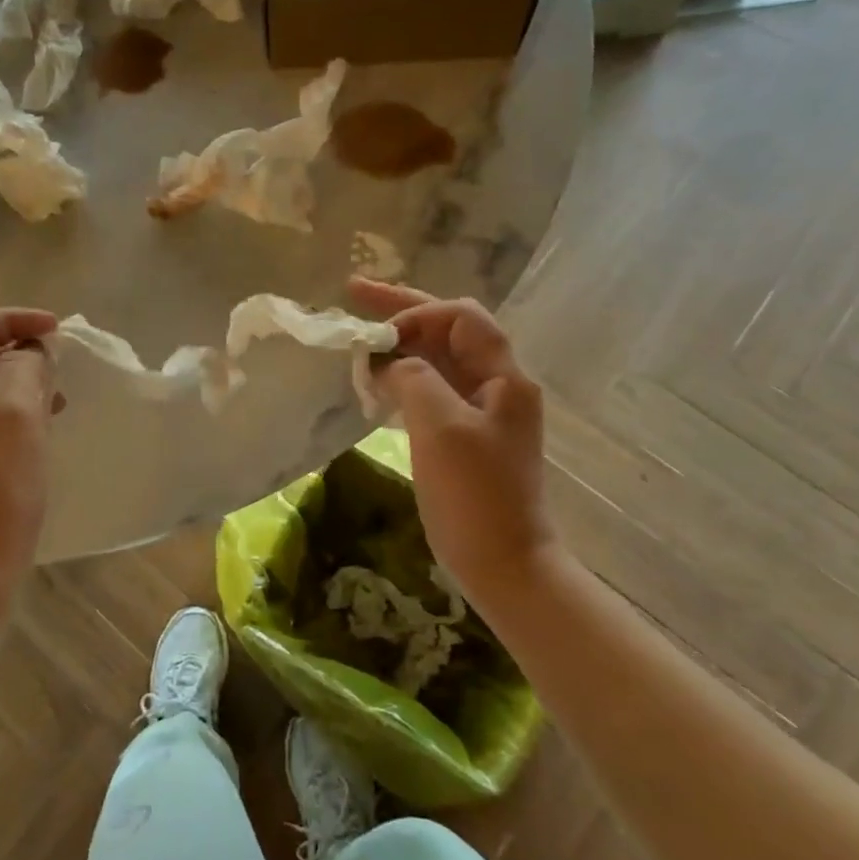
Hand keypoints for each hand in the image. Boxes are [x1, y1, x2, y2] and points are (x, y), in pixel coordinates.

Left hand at [0, 308, 58, 606]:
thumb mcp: (15, 416)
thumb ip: (23, 369)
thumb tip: (31, 348)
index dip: (9, 319)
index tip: (54, 328)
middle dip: (18, 352)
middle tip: (59, 366)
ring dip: (22, 384)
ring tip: (58, 397)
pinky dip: (19, 415)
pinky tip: (45, 429)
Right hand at [351, 278, 559, 604]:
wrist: (504, 564)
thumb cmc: (475, 496)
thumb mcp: (440, 427)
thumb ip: (414, 378)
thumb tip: (392, 363)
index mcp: (504, 378)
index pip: (460, 317)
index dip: (416, 313)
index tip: (376, 334)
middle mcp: (497, 386)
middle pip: (449, 331)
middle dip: (403, 312)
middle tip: (354, 294)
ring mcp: (483, 413)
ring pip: (438, 360)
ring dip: (401, 346)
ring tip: (360, 339)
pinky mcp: (466, 438)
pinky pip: (433, 391)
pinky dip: (403, 379)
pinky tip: (377, 383)